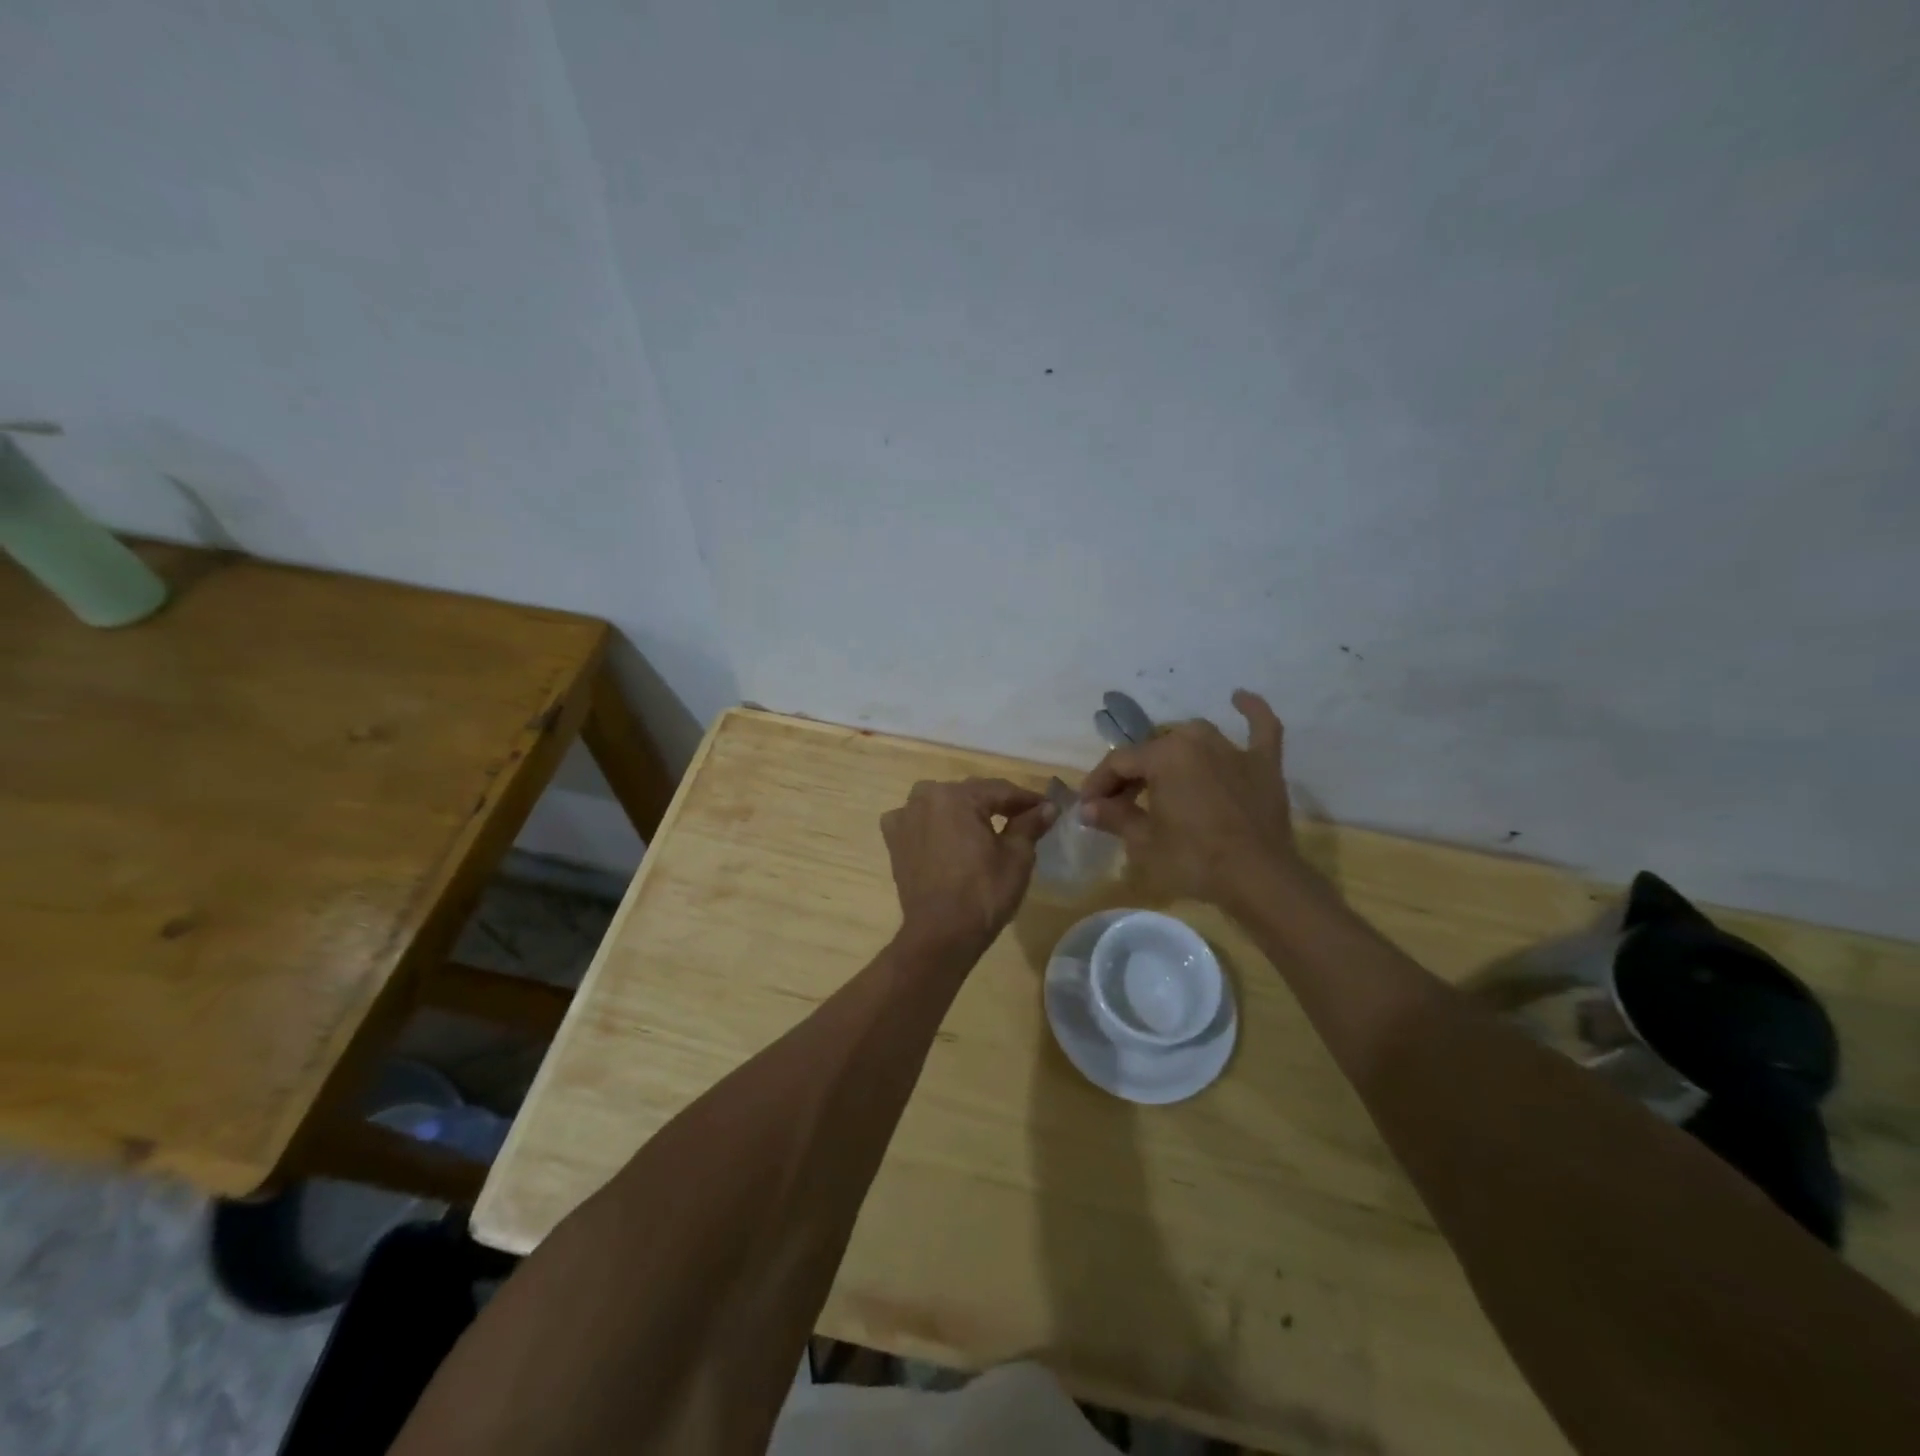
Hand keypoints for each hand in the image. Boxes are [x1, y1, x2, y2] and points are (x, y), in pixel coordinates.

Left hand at [881, 778, 1057, 957]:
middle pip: (970, 795)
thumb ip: (1030, 824)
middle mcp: (925, 797)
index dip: (1027, 799)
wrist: (940, 934)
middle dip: (996, 804)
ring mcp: (904, 818)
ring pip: (943, 805)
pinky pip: (919, 821)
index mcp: (956, 796)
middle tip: (1023, 818)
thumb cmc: (983, 893)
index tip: (1048, 807)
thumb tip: (1048, 807)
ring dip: (964, 811)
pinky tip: (948, 836)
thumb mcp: (1017, 857)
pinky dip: (935, 824)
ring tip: (987, 828)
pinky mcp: (894, 840)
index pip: (1000, 790)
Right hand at [1079, 689, 1302, 908]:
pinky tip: (1239, 697)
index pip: (1119, 762)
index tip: (1088, 807)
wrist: (1258, 880)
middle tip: (1121, 805)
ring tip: (1161, 777)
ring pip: (1193, 738)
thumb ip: (1114, 817)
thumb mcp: (1144, 842)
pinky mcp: (1264, 764)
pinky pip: (1260, 727)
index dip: (1098, 784)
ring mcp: (1233, 749)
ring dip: (1173, 753)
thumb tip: (1087, 807)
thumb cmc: (1193, 860)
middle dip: (1132, 776)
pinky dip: (1251, 711)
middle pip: (1153, 750)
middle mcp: (1196, 740)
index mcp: (1163, 755)